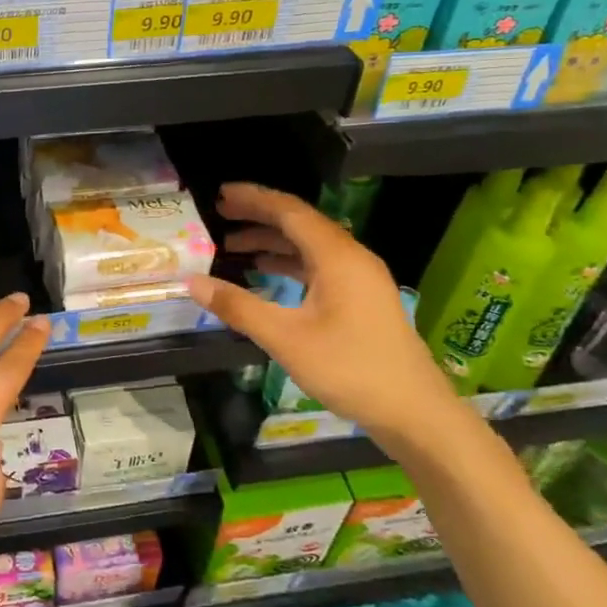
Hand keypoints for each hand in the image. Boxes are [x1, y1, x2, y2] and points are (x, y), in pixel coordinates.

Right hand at [186, 183, 460, 442]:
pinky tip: (265, 273)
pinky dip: (288, 262)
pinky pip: (318, 265)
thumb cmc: (350, 369)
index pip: (289, 211)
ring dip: (271, 242)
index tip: (220, 193)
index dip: (253, 199)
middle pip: (299, 223)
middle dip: (258, 216)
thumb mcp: (286, 339)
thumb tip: (192, 283)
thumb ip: (238, 307)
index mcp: (337, 257)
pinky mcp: (361, 297)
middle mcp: (351, 257)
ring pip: (309, 245)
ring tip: (231, 246)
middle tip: (219, 214)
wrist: (414, 412)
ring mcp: (359, 278)